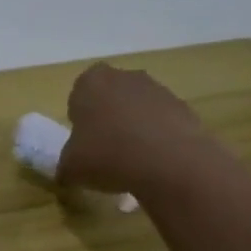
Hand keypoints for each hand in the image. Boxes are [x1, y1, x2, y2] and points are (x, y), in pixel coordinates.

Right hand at [59, 63, 214, 198]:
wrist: (169, 162)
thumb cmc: (107, 155)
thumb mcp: (71, 168)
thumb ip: (66, 165)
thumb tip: (68, 172)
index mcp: (91, 82)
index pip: (79, 94)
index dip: (80, 119)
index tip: (84, 143)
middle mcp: (124, 77)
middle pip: (111, 98)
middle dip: (108, 120)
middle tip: (106, 152)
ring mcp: (158, 90)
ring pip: (139, 109)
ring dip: (135, 129)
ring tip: (134, 163)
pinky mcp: (184, 108)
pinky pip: (163, 123)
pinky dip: (159, 139)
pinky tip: (156, 164)